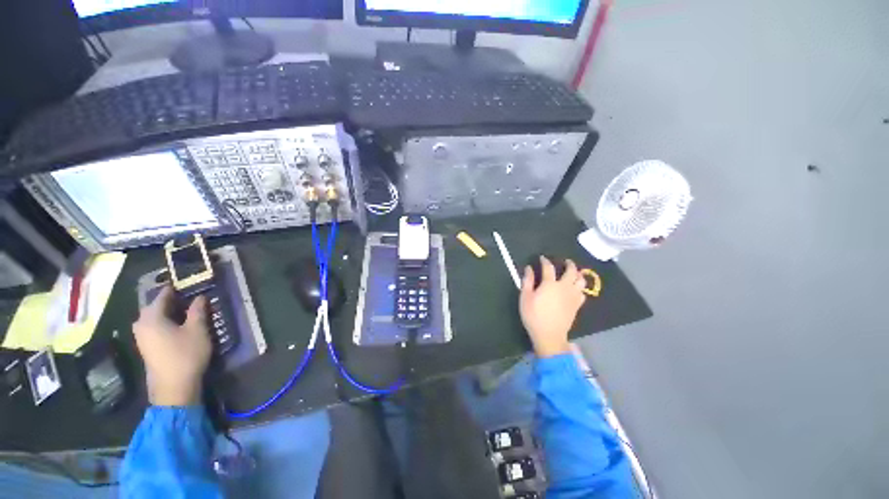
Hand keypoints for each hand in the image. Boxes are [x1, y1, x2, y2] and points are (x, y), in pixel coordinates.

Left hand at [132, 286, 211, 405]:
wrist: (173, 387)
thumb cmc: (186, 354)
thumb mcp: (197, 330)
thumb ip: (197, 311)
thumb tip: (199, 297)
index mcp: (151, 317)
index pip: (163, 296)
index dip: (176, 288)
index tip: (188, 283)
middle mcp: (141, 324)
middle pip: (155, 306)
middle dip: (170, 300)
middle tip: (189, 296)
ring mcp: (142, 337)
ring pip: (154, 318)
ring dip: (168, 312)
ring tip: (186, 310)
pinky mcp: (146, 347)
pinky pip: (154, 327)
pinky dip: (165, 322)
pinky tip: (178, 325)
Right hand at [519, 257, 586, 357]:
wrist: (549, 335)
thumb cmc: (533, 315)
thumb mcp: (525, 297)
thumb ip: (527, 281)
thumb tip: (529, 268)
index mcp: (550, 284)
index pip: (549, 267)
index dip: (545, 261)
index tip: (542, 258)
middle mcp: (564, 287)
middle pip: (571, 271)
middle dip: (569, 264)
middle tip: (566, 261)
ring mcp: (573, 297)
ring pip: (581, 281)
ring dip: (578, 275)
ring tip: (575, 273)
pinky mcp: (577, 306)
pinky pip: (583, 293)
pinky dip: (580, 288)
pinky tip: (576, 289)